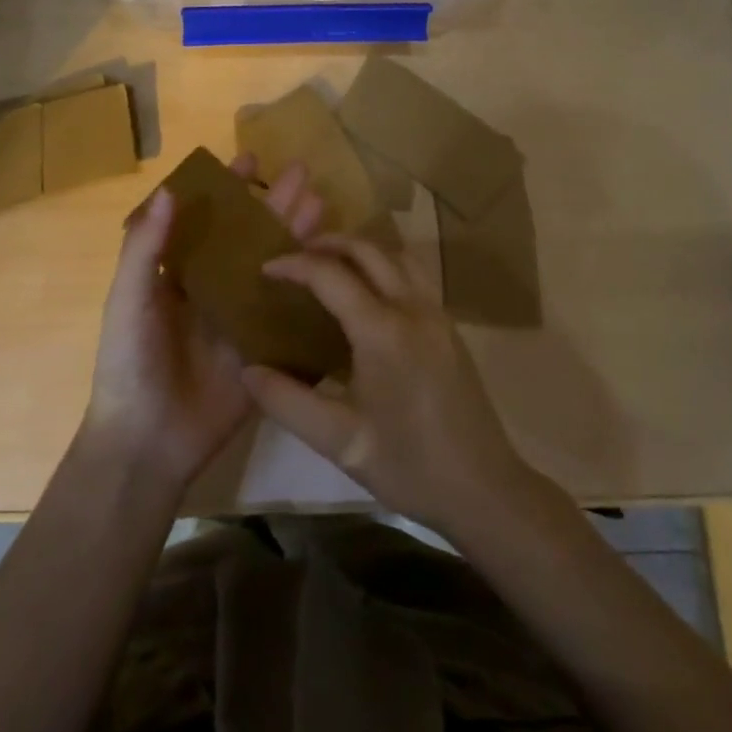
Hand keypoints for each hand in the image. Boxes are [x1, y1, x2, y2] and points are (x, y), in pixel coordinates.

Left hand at [84, 156, 325, 491]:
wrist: (148, 440)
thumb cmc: (130, 362)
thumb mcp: (129, 299)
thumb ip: (146, 247)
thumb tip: (169, 189)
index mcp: (179, 273)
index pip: (209, 219)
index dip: (228, 189)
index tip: (251, 158)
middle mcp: (214, 289)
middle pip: (250, 238)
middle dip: (275, 205)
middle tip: (303, 173)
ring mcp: (242, 318)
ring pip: (275, 267)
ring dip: (296, 237)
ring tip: (323, 205)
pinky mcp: (265, 349)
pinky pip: (290, 313)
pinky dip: (311, 289)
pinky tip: (334, 266)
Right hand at [241, 234, 543, 536]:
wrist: (483, 488)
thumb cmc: (408, 465)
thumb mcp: (339, 441)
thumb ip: (287, 401)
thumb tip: (247, 370)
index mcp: (383, 331)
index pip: (331, 274)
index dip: (294, 264)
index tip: (265, 268)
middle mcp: (413, 308)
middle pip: (368, 250)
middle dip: (328, 243)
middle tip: (294, 255)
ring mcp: (437, 314)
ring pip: (397, 256)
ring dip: (361, 249)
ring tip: (329, 265)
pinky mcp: (449, 327)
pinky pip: (414, 275)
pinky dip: (384, 266)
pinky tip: (368, 294)